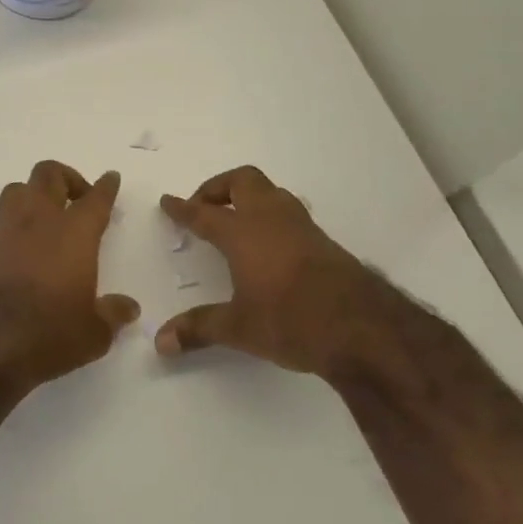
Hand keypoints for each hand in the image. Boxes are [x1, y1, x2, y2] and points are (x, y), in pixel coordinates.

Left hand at [0, 161, 140, 393]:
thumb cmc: (47, 335)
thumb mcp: (92, 334)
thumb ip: (112, 314)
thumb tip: (128, 308)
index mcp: (73, 233)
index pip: (95, 199)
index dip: (106, 187)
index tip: (110, 178)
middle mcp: (37, 222)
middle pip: (49, 175)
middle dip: (67, 178)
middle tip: (78, 199)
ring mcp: (2, 232)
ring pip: (17, 190)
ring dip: (34, 195)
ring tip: (46, 218)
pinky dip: (13, 225)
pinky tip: (20, 249)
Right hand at [156, 166, 410, 378]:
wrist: (362, 328)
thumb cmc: (291, 321)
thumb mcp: (238, 328)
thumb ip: (198, 329)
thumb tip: (160, 342)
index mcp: (243, 234)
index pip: (204, 213)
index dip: (183, 208)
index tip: (168, 202)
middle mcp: (271, 220)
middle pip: (243, 181)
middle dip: (218, 188)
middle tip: (203, 207)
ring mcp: (302, 227)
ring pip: (271, 192)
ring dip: (248, 198)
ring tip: (235, 220)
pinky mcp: (323, 241)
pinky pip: (289, 212)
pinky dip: (270, 215)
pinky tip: (268, 243)